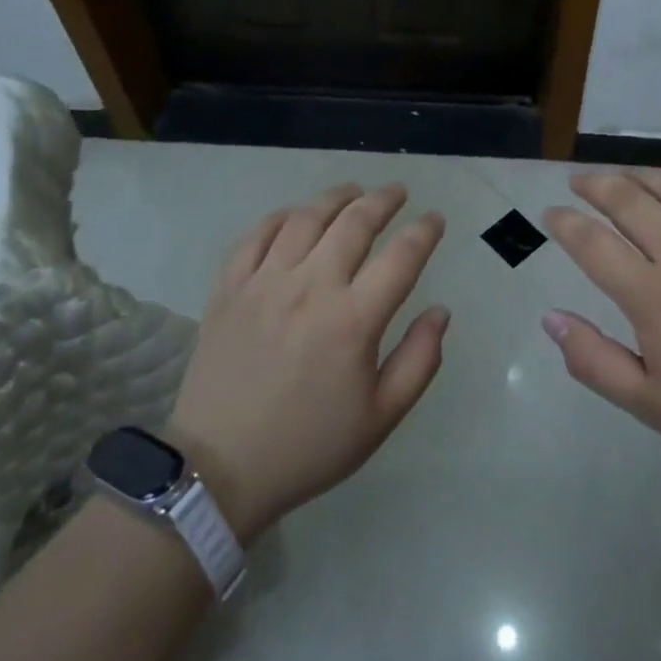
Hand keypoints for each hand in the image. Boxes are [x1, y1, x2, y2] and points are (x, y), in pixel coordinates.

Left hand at [165, 183, 447, 541]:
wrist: (220, 468)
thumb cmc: (309, 446)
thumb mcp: (381, 418)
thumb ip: (419, 360)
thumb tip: (440, 312)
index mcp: (353, 320)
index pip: (401, 257)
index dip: (424, 232)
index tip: (435, 219)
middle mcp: (310, 287)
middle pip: (354, 223)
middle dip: (384, 200)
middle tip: (399, 192)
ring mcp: (264, 282)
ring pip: (305, 218)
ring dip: (335, 198)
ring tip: (353, 192)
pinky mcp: (229, 288)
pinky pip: (256, 236)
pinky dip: (280, 217)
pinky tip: (295, 215)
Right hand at [541, 171, 660, 489]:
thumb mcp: (651, 405)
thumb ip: (594, 361)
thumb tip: (551, 318)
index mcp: (654, 297)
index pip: (593, 243)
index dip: (565, 223)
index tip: (550, 215)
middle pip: (629, 199)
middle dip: (595, 184)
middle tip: (578, 182)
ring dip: (640, 176)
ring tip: (623, 177)